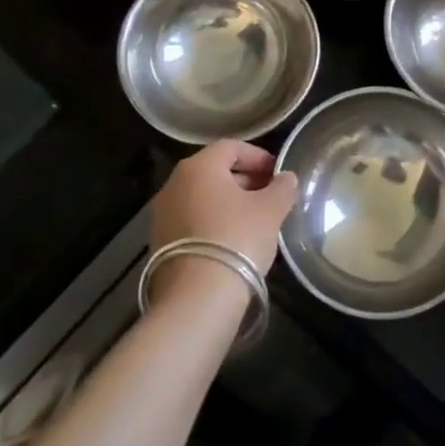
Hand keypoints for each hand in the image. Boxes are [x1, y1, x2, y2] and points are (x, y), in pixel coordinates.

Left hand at [148, 140, 297, 304]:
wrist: (196, 298)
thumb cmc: (237, 239)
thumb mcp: (271, 210)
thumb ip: (282, 188)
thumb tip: (286, 177)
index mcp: (199, 166)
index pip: (231, 147)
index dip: (258, 156)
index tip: (278, 173)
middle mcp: (174, 183)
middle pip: (214, 171)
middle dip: (245, 179)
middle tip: (270, 195)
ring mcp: (162, 214)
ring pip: (203, 196)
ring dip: (229, 202)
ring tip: (255, 220)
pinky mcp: (159, 242)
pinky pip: (192, 220)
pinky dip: (213, 221)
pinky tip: (233, 240)